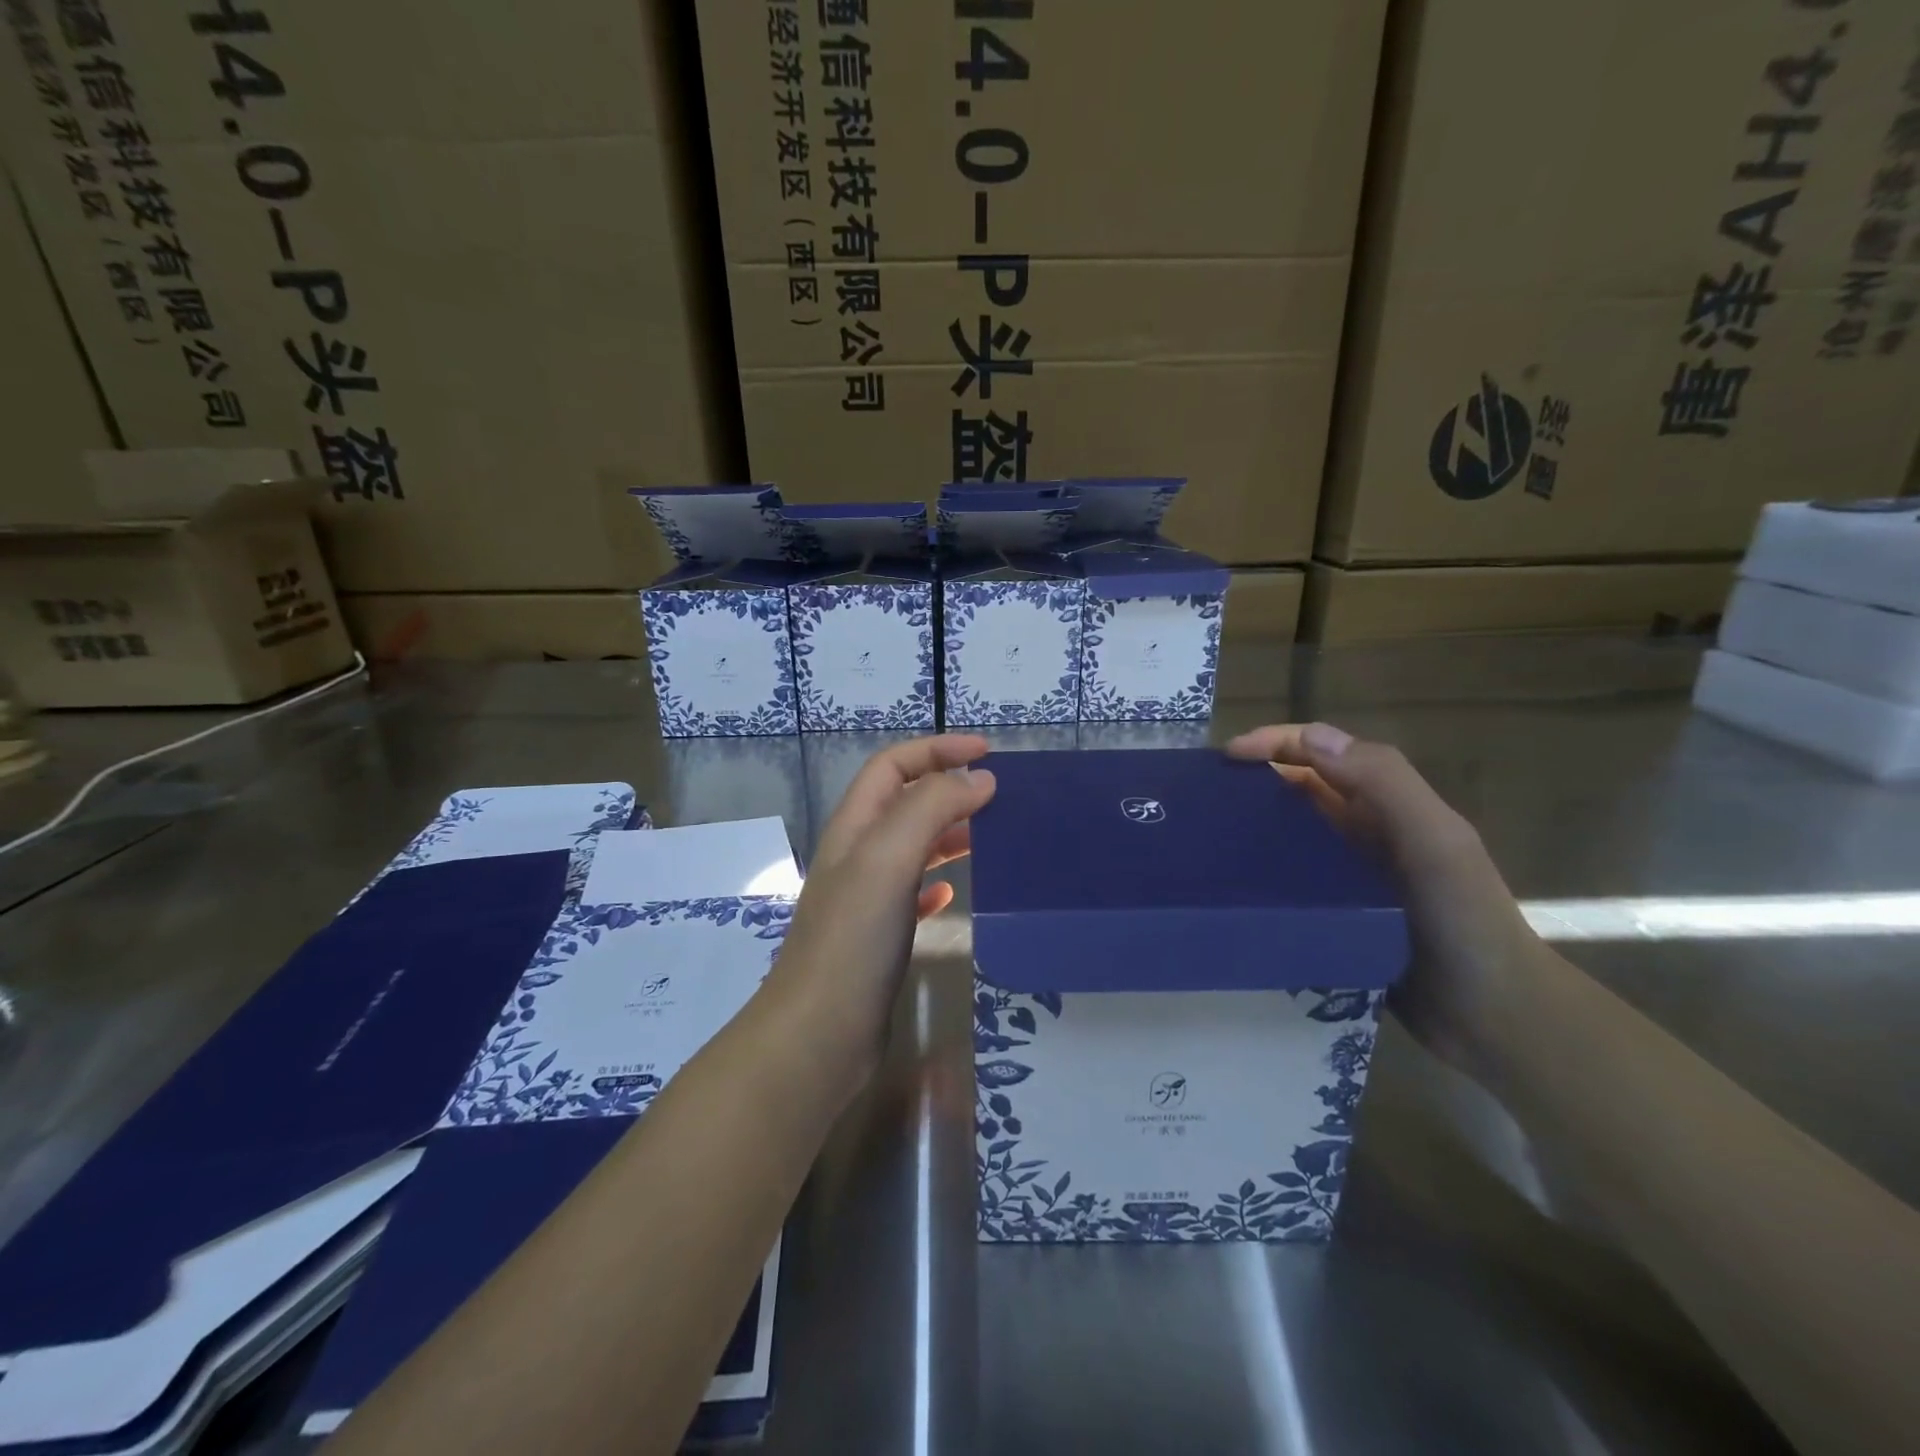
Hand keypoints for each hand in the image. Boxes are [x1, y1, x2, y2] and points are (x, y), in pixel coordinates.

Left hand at [763, 735, 996, 1096]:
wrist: (819, 1034)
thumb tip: (979, 779)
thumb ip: (930, 808)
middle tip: (998, 795)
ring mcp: (866, 897)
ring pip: (912, 846)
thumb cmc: (853, 939)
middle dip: (948, 786)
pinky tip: (954, 892)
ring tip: (990, 835)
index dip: (937, 749)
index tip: (987, 754)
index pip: (893, 765)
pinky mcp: (879, 936)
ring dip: (948, 831)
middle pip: (904, 801)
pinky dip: (937, 880)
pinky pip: (912, 892)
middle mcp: (858, 854)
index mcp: (855, 826)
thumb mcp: (888, 858)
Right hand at [1226, 723, 1546, 1084]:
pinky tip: (1231, 884)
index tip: (1227, 757)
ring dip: (1255, 825)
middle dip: (1256, 779)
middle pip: (1302, 788)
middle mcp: (1366, 831)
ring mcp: (1350, 875)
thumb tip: (1310, 737)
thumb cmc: (1466, 922)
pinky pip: (1292, 880)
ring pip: (1293, 833)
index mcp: (1390, 805)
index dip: (1278, 743)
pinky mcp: (1338, 914)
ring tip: (1206, 837)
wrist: (1494, 1018)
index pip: (1325, 754)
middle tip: (1204, 797)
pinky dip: (1263, 872)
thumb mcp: (1434, 844)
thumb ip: (1384, 784)